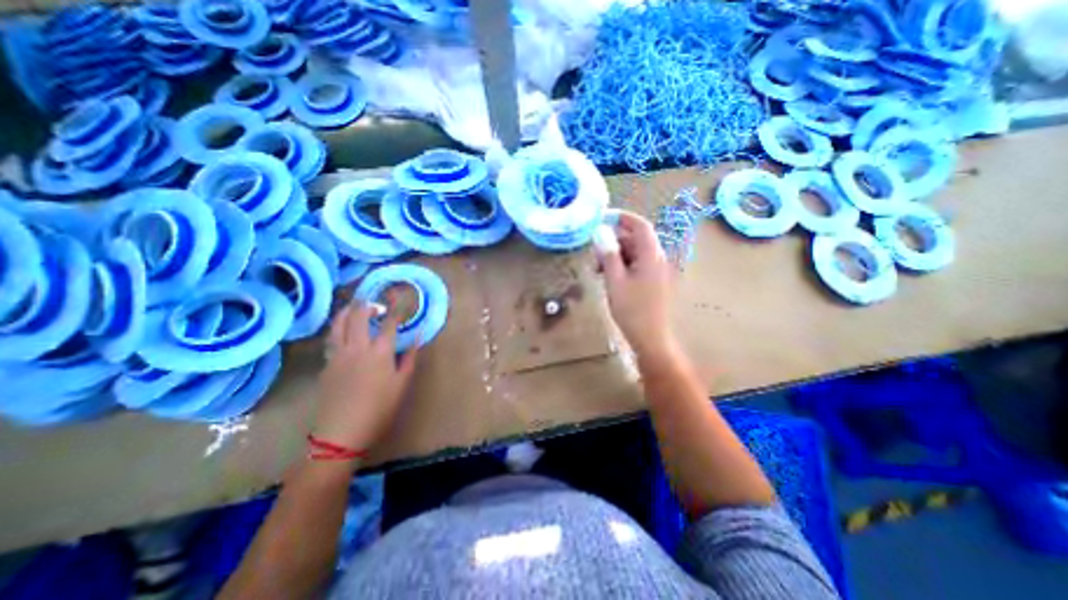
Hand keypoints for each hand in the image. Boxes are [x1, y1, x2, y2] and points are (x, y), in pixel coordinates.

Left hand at [314, 306, 416, 451]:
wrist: (341, 433)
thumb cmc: (379, 408)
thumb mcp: (402, 384)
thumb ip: (409, 358)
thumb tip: (416, 338)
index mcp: (379, 351)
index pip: (389, 322)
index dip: (396, 308)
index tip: (401, 298)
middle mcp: (357, 347)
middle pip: (358, 316)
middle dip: (367, 304)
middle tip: (375, 301)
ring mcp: (338, 355)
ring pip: (338, 324)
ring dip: (346, 311)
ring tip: (353, 306)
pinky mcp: (326, 365)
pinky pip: (331, 338)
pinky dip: (336, 327)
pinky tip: (340, 329)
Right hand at [597, 211, 668, 360]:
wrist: (650, 338)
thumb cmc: (631, 310)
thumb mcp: (615, 281)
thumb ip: (608, 255)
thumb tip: (600, 232)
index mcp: (651, 255)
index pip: (640, 225)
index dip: (622, 218)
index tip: (602, 218)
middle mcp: (657, 259)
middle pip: (635, 240)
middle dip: (613, 242)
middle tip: (594, 254)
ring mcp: (656, 271)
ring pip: (634, 253)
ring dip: (615, 256)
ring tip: (598, 270)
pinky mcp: (652, 282)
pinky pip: (636, 265)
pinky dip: (622, 266)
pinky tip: (608, 277)